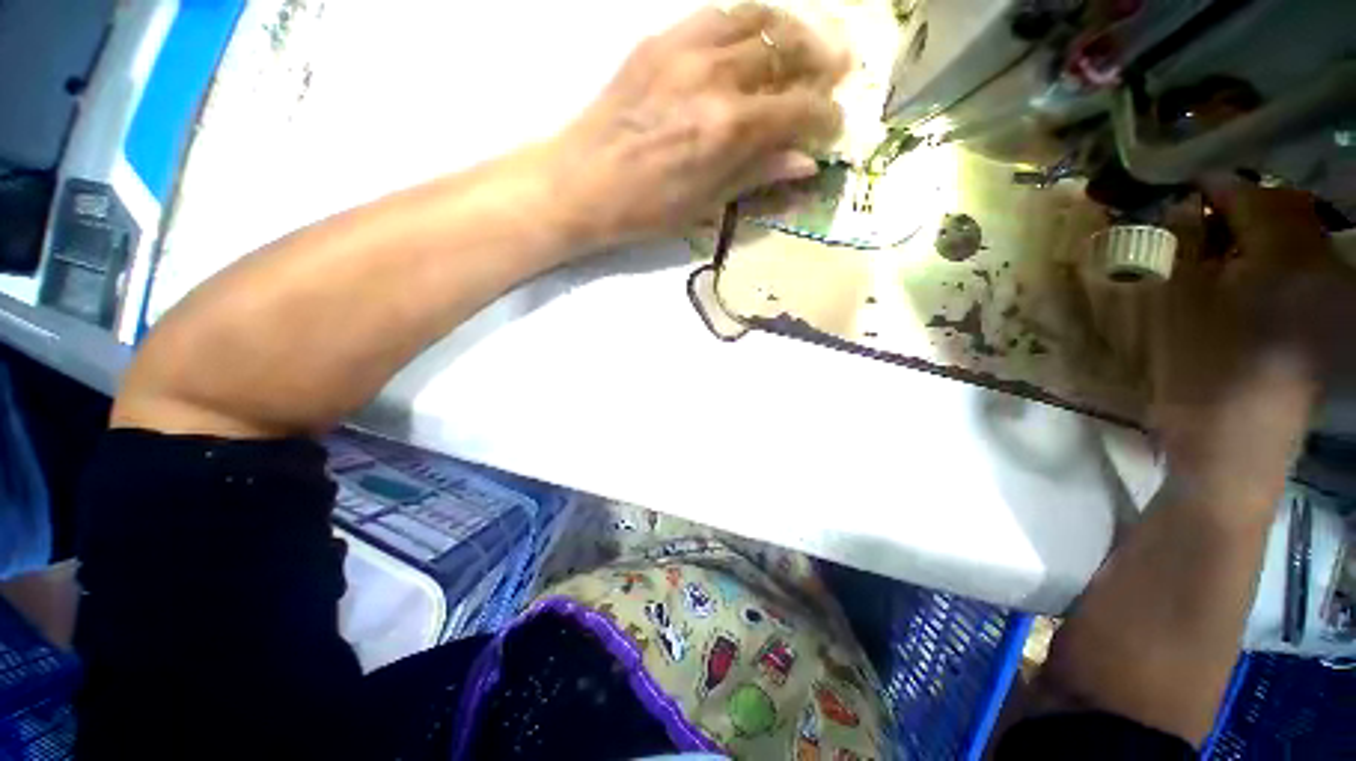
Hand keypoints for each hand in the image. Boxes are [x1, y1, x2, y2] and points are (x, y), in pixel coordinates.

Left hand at [543, 4, 848, 248]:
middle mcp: (715, 76)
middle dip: (821, 61)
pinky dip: (747, 22)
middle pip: (786, 50)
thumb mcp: (706, 204)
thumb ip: (757, 174)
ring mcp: (685, 50)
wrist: (580, 183)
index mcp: (728, 128)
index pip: (799, 109)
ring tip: (804, 46)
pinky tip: (754, 39)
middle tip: (835, 72)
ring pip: (757, 19)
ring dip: (790, 30)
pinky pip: (717, 15)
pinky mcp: (659, 41)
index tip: (834, 126)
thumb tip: (806, 162)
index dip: (826, 117)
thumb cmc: (644, 208)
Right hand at [1151, 180, 1354, 514]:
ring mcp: (1331, 298)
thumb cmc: (1200, 372)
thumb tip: (1180, 205)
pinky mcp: (1328, 324)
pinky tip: (1245, 280)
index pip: (1254, 196)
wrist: (1234, 450)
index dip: (1216, 186)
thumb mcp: (1178, 305)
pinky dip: (1272, 261)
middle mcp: (1322, 267)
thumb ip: (1183, 246)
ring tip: (1218, 249)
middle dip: (1240, 206)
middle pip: (1284, 212)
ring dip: (1256, 234)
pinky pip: (1303, 270)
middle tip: (1197, 217)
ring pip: (1295, 241)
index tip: (1181, 186)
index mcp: (1286, 258)